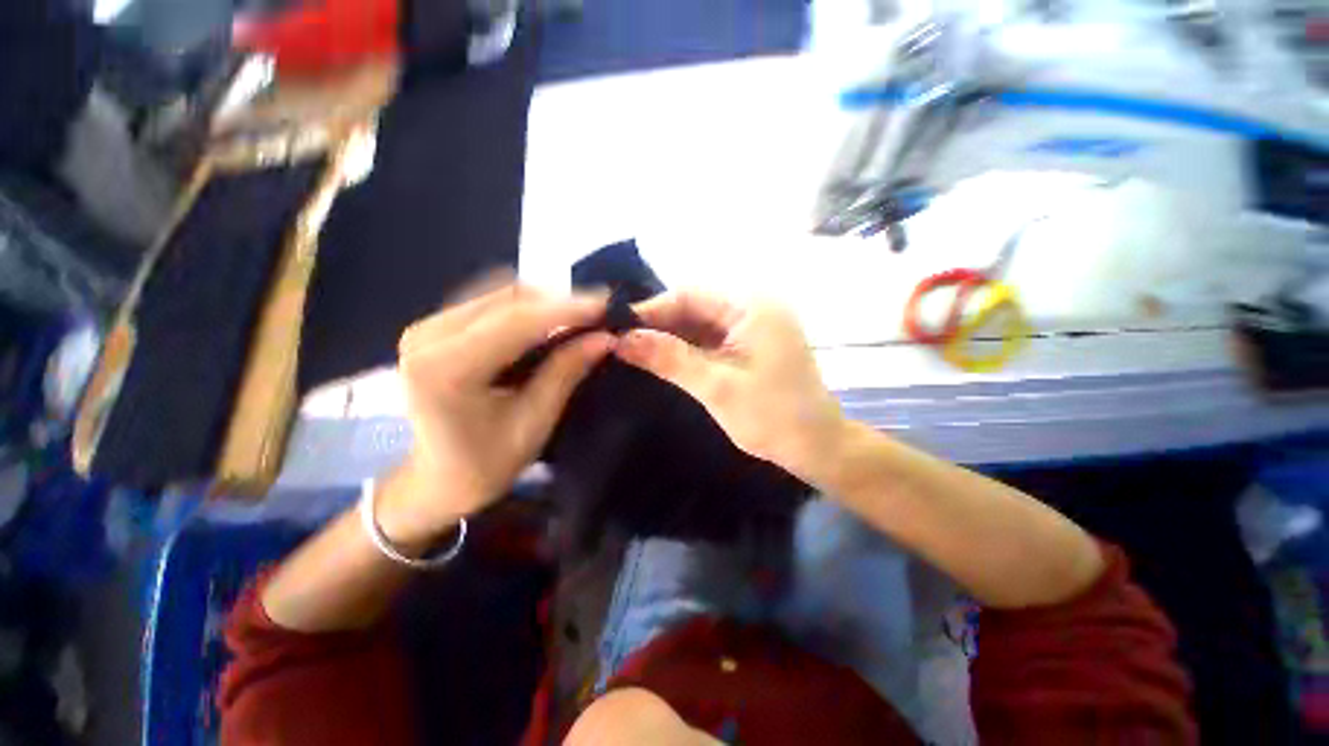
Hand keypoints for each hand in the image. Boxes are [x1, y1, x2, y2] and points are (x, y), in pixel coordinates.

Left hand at [381, 280, 613, 544]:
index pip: (516, 321)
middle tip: (598, 314)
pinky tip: (548, 322)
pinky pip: (490, 301)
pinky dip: (526, 307)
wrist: (437, 479)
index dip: (566, 308)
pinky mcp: (435, 326)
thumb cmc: (487, 462)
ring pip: (500, 293)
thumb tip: (605, 337)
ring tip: (579, 318)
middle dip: (559, 301)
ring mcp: (427, 326)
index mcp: (446, 368)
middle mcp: (428, 336)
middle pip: (508, 299)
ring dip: (545, 302)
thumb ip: (566, 371)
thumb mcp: (535, 421)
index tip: (607, 304)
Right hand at [615, 292, 845, 480]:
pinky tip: (663, 357)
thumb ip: (668, 358)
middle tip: (621, 341)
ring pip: (700, 322)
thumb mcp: (716, 387)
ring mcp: (753, 325)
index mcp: (751, 306)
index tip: (617, 327)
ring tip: (634, 349)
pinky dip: (687, 347)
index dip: (651, 309)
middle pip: (694, 305)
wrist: (816, 447)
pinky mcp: (750, 343)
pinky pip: (711, 337)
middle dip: (659, 324)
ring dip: (671, 336)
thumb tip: (621, 339)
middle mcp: (753, 306)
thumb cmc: (772, 417)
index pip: (689, 294)